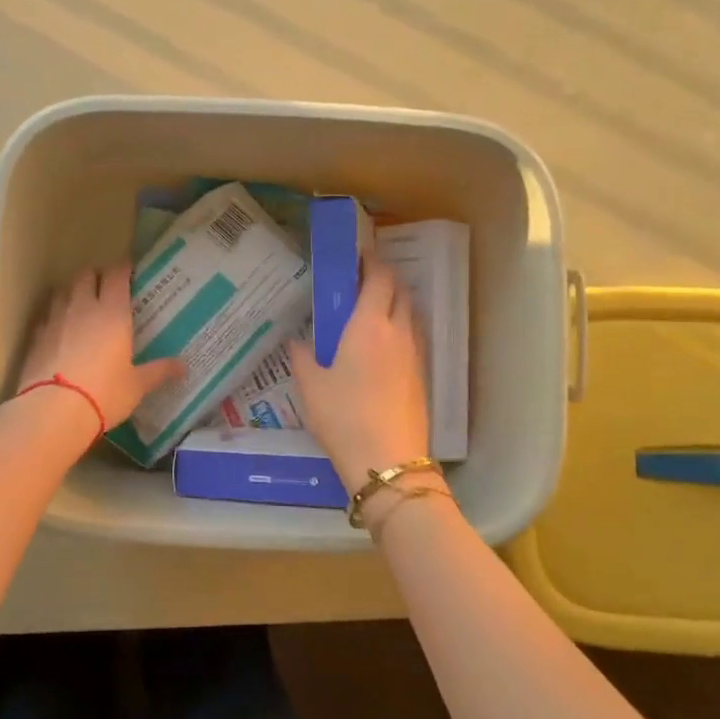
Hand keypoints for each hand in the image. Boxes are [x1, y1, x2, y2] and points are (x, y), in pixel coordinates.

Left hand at [10, 264, 184, 434]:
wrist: (53, 411)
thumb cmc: (104, 394)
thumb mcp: (136, 386)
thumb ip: (158, 371)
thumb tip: (183, 367)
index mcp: (113, 313)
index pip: (116, 275)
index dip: (122, 268)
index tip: (129, 269)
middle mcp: (83, 308)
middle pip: (85, 275)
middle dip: (95, 275)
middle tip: (105, 286)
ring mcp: (56, 319)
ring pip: (63, 290)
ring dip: (73, 291)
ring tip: (81, 304)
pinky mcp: (36, 336)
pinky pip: (47, 315)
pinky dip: (55, 316)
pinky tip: (59, 329)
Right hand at [291, 256, 432, 489]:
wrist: (387, 460)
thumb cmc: (343, 417)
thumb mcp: (310, 386)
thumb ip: (302, 357)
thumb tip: (297, 340)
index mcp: (368, 325)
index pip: (378, 278)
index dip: (371, 262)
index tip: (357, 257)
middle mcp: (398, 331)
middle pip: (400, 290)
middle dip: (385, 278)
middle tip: (362, 280)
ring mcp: (415, 354)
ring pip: (411, 313)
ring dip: (396, 301)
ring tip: (373, 308)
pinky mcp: (422, 375)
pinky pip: (414, 336)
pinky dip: (402, 326)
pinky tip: (384, 344)